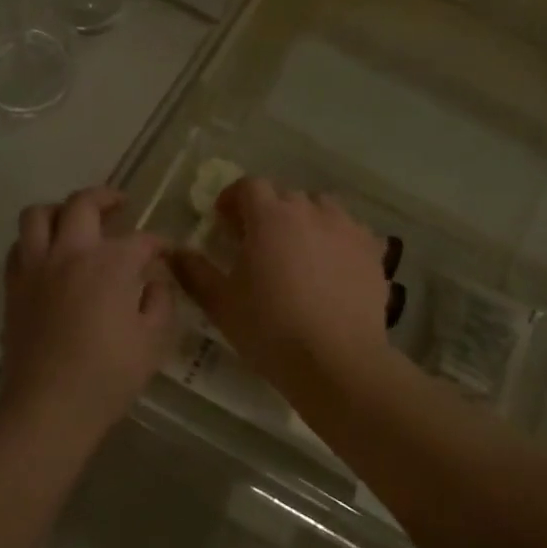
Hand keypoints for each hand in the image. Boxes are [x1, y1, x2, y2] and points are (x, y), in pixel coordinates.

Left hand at [0, 186, 176, 443]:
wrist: (49, 406)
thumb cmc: (108, 376)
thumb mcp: (153, 341)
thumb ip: (160, 301)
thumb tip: (155, 280)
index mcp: (110, 264)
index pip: (140, 240)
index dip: (158, 244)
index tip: (166, 251)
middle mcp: (70, 252)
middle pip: (83, 203)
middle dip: (106, 197)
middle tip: (119, 205)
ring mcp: (36, 267)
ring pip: (39, 214)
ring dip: (60, 210)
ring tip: (75, 220)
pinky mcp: (14, 286)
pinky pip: (18, 246)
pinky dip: (34, 241)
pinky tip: (48, 255)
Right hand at [171, 178, 389, 384]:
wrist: (337, 361)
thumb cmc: (270, 328)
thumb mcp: (220, 303)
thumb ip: (193, 271)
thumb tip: (173, 252)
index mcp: (270, 215)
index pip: (248, 186)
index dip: (233, 199)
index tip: (224, 222)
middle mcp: (310, 210)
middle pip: (285, 195)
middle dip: (268, 211)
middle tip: (258, 242)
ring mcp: (347, 228)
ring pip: (322, 208)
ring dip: (306, 220)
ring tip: (299, 251)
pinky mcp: (373, 251)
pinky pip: (352, 232)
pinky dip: (338, 240)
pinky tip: (333, 267)